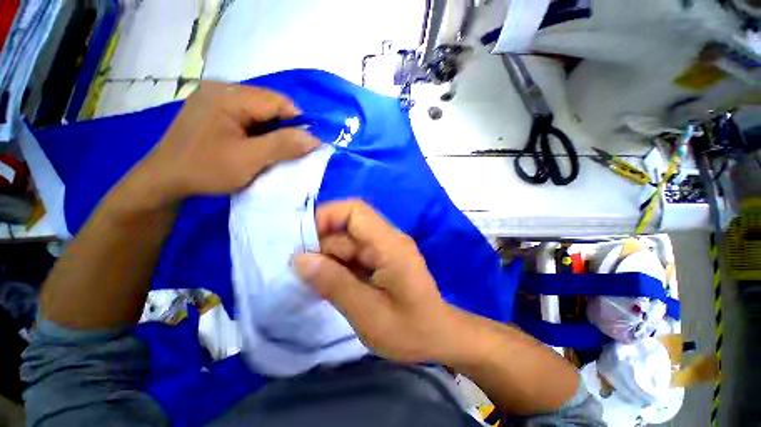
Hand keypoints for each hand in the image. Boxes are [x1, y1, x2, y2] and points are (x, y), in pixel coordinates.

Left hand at [135, 81, 319, 205]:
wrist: (164, 179)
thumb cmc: (206, 169)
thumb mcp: (249, 159)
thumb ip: (283, 146)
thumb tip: (314, 139)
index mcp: (228, 95)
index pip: (278, 101)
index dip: (297, 123)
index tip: (304, 147)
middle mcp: (222, 88)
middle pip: (269, 104)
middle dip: (284, 127)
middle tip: (286, 152)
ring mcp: (215, 97)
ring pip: (260, 110)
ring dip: (272, 130)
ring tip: (270, 150)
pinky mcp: (213, 108)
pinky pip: (247, 115)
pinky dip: (259, 130)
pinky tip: (255, 144)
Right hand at [292, 200, 461, 362]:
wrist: (439, 338)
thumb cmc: (410, 330)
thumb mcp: (367, 312)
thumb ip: (334, 283)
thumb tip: (299, 259)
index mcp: (390, 245)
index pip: (355, 211)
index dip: (326, 216)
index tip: (301, 239)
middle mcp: (388, 240)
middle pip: (348, 229)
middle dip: (322, 246)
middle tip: (299, 272)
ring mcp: (385, 250)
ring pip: (348, 243)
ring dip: (328, 259)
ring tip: (310, 282)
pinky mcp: (382, 261)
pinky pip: (353, 256)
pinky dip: (338, 267)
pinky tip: (327, 284)